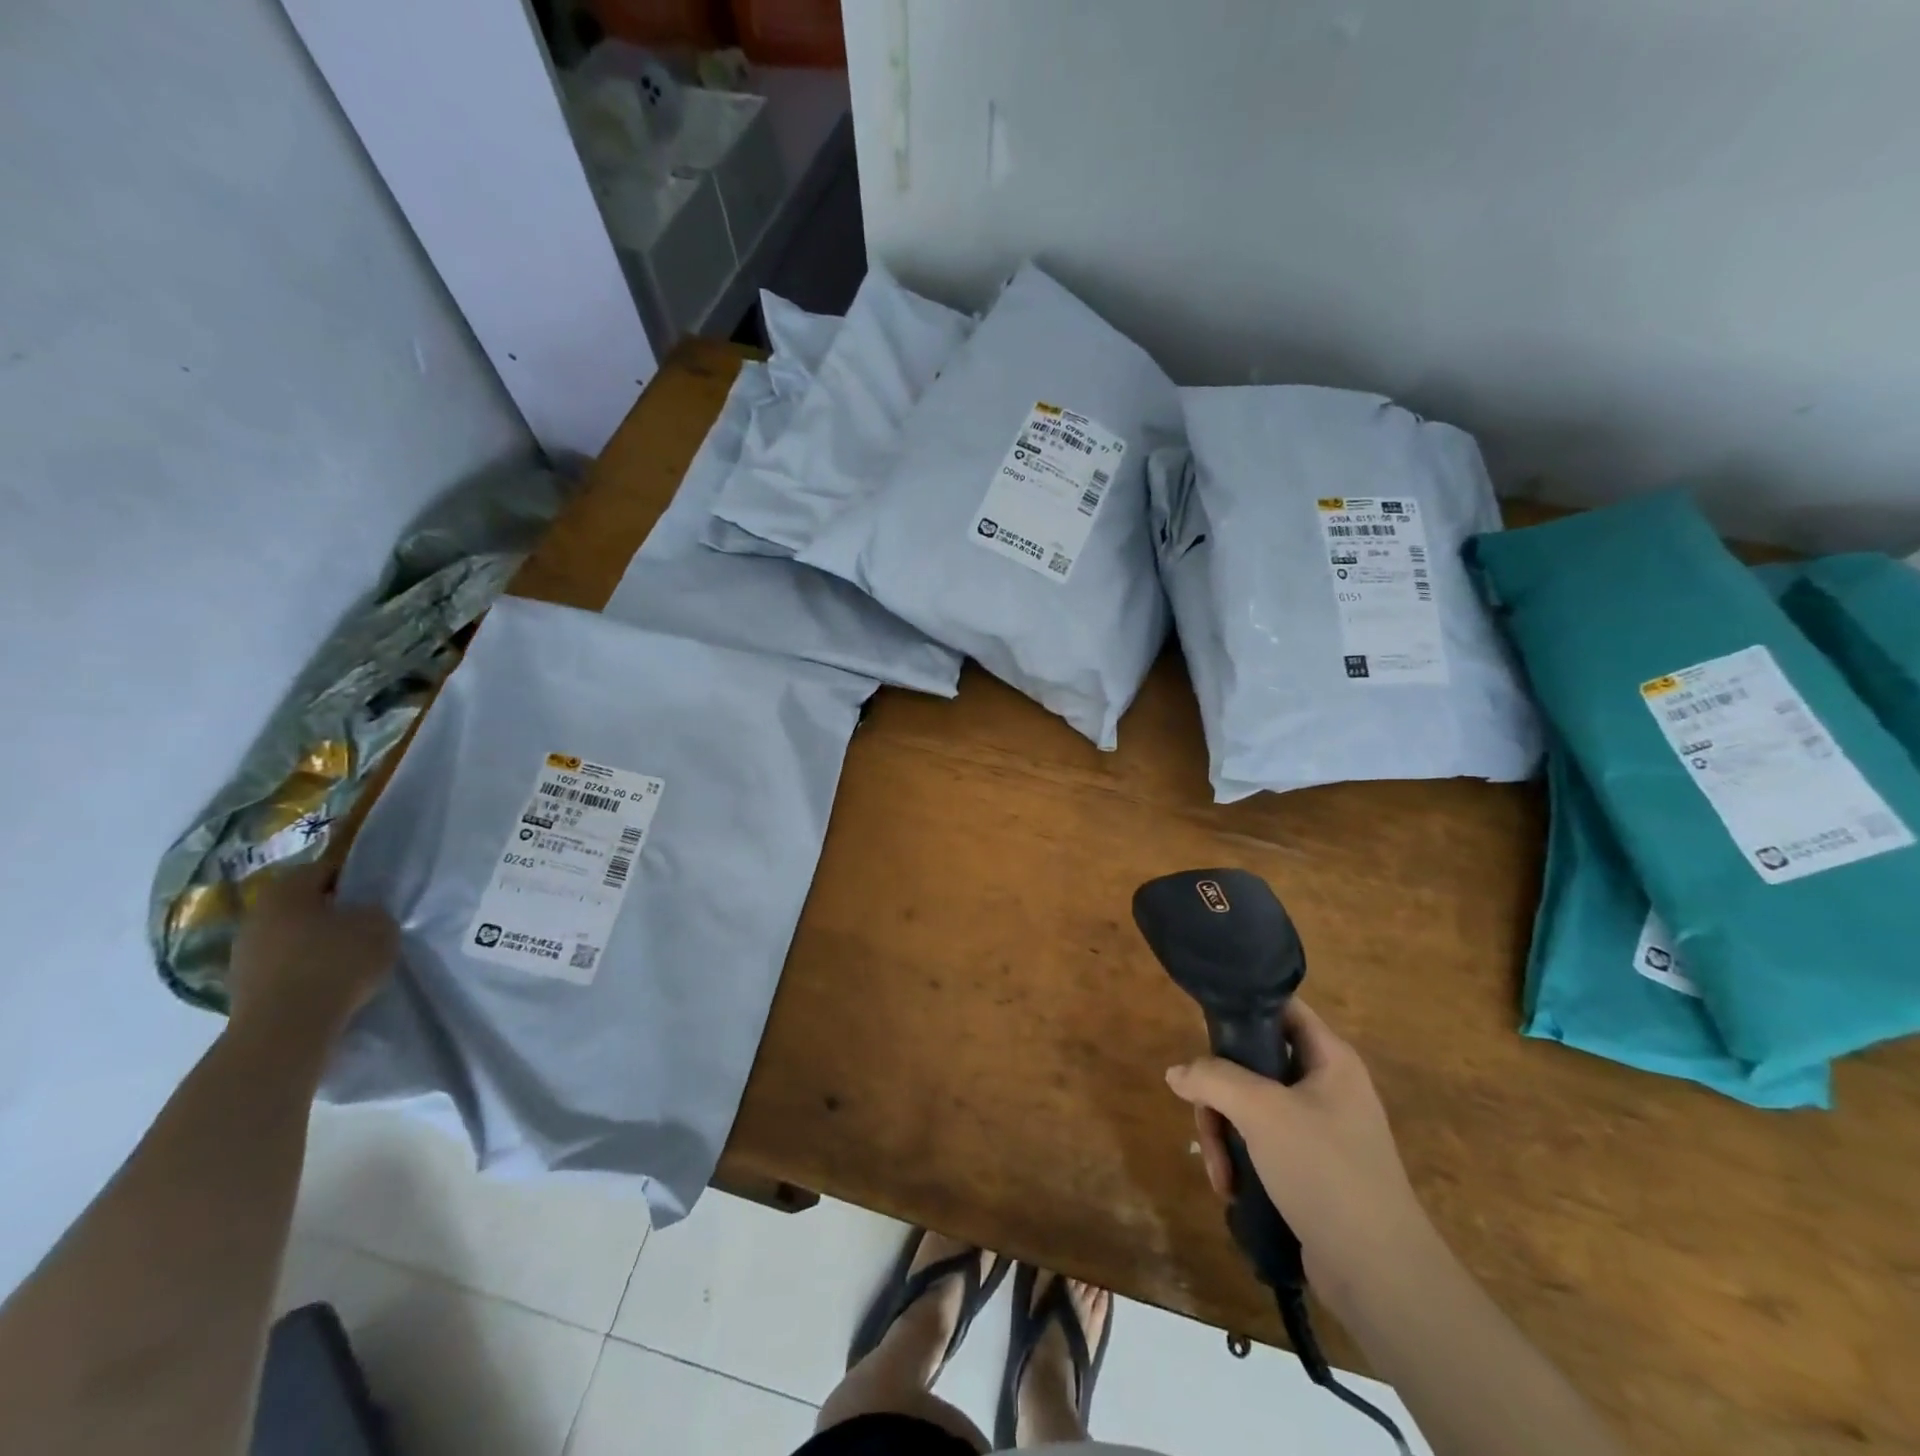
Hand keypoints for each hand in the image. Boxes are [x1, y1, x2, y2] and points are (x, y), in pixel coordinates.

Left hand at [226, 863, 396, 1049]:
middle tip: (365, 920)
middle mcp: (256, 915)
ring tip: (351, 953)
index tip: (377, 888)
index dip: (354, 874)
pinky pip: (284, 964)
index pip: (324, 868)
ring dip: (316, 940)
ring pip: (291, 934)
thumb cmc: (335, 963)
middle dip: (333, 909)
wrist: (285, 1029)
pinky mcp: (244, 986)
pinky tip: (330, 978)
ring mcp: (243, 953)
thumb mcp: (379, 926)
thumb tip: (362, 913)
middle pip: (303, 903)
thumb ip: (373, 911)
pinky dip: (306, 967)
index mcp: (285, 890)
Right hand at [1164, 998, 1432, 1299]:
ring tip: (1221, 1175)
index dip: (1243, 1008)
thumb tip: (1176, 1073)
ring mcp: (1320, 1130)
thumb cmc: (1325, 1171)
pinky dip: (1241, 1162)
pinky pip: (1262, 1145)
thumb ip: (1213, 1079)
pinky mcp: (1311, 1169)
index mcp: (1330, 1059)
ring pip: (1251, 1108)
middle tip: (1206, 1125)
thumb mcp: (1262, 1112)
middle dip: (1220, 1096)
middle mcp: (1326, 1087)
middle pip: (1253, 1064)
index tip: (1202, 1027)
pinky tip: (1234, 1190)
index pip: (1281, 1008)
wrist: (1380, 1276)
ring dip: (1225, 1137)